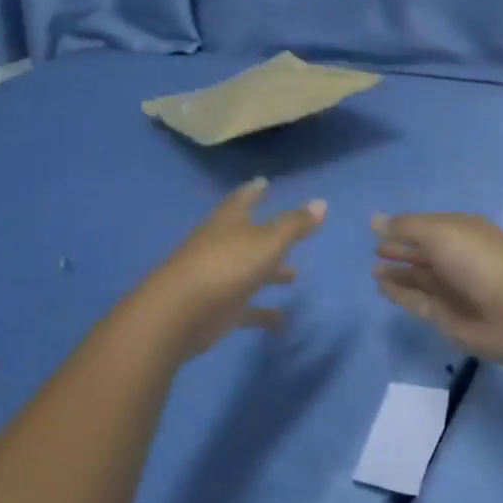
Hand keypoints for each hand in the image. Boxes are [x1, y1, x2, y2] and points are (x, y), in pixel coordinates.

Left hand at [134, 179, 326, 358]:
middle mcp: (221, 245)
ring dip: (270, 273)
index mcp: (229, 222)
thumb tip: (322, 203)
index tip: (264, 182)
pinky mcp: (218, 309)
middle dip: (267, 234)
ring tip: (294, 276)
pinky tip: (283, 320)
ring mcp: (218, 277)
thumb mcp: (267, 241)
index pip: (242, 199)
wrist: (180, 313)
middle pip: (247, 236)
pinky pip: (246, 308)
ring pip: (248, 271)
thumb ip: (294, 225)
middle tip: (290, 232)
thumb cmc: (226, 265)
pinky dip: (263, 313)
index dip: (254, 191)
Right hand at [373, 212, 502, 368]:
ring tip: (374, 269)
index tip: (380, 228)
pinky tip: (381, 287)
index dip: (407, 226)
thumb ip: (405, 228)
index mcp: (463, 231)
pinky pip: (418, 300)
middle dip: (402, 250)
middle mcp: (459, 257)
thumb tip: (374, 220)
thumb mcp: (438, 232)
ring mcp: (454, 288)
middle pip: (426, 252)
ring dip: (399, 273)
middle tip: (376, 249)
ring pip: (421, 278)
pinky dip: (400, 293)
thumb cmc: (477, 260)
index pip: (430, 225)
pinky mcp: (447, 316)